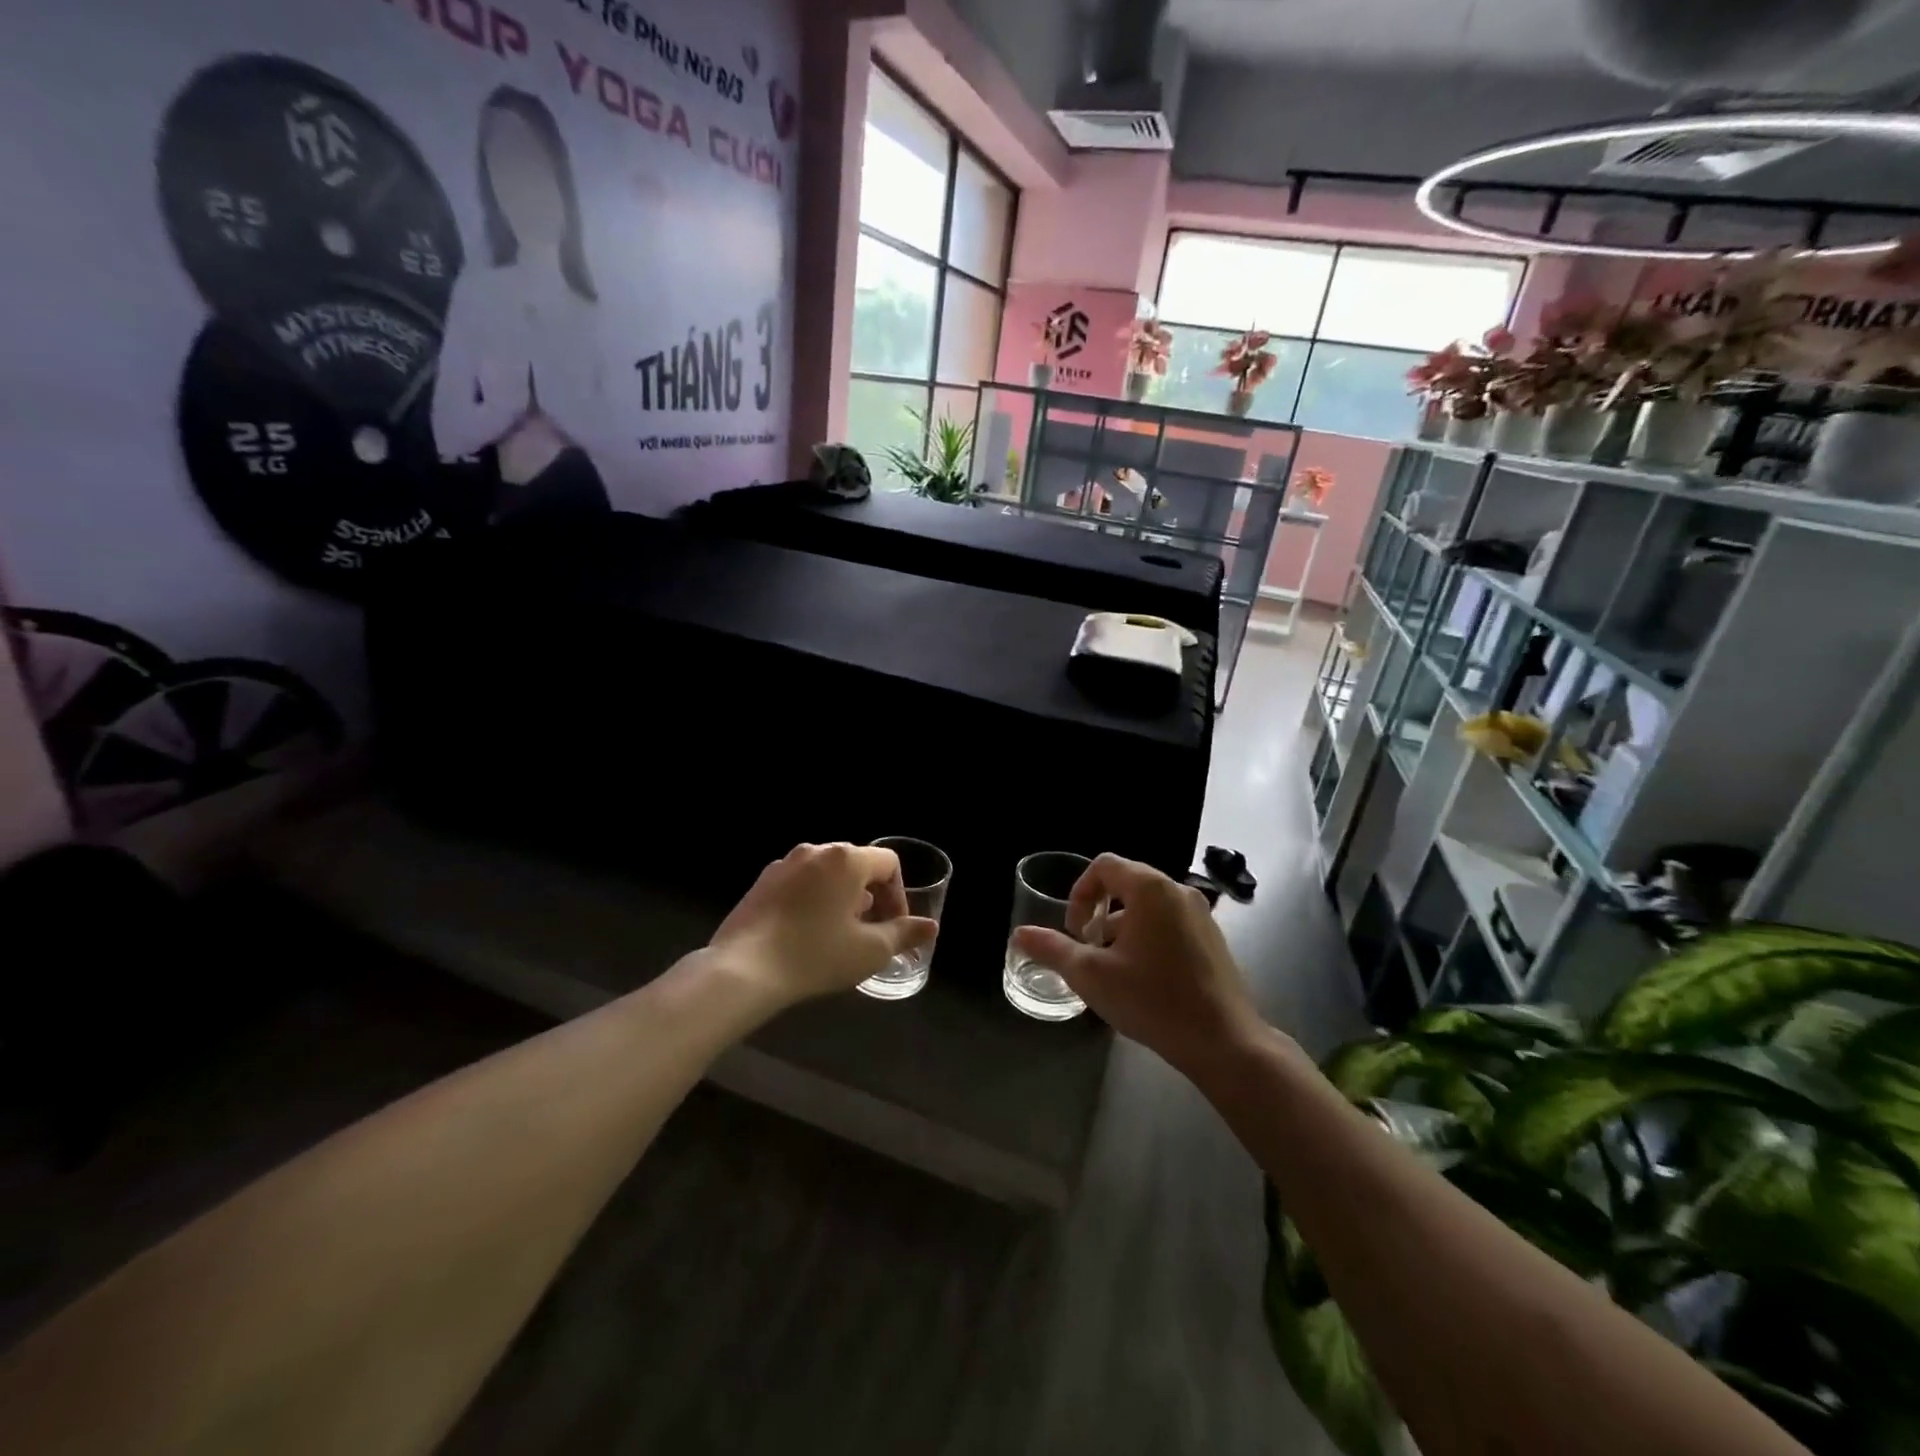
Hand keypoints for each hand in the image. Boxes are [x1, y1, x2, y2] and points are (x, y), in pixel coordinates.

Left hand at [708, 843, 937, 1005]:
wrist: (743, 970)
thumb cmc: (816, 955)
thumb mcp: (870, 950)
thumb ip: (904, 934)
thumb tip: (930, 927)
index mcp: (846, 859)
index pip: (888, 863)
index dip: (899, 895)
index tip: (894, 927)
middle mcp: (815, 851)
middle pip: (857, 865)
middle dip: (871, 896)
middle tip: (871, 932)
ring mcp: (784, 864)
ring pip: (826, 874)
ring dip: (841, 898)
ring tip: (839, 934)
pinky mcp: (761, 883)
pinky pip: (800, 883)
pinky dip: (813, 901)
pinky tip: (806, 934)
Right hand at [1011, 853, 1262, 1073]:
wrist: (1223, 1042)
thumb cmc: (1153, 1000)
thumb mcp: (1091, 975)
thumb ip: (1053, 949)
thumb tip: (1020, 934)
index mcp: (1150, 888)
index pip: (1104, 866)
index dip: (1080, 892)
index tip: (1074, 930)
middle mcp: (1178, 890)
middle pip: (1127, 883)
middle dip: (1099, 911)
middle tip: (1089, 948)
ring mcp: (1201, 914)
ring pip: (1148, 906)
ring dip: (1122, 927)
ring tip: (1114, 968)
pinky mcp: (1213, 938)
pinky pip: (1170, 922)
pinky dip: (1148, 936)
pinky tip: (1145, 978)